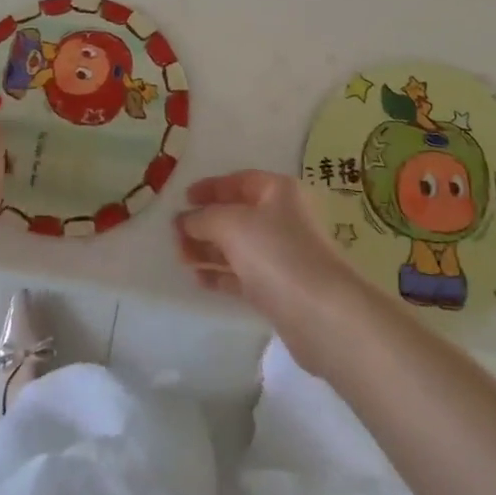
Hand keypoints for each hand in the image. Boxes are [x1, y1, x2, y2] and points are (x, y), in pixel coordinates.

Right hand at [175, 170, 365, 369]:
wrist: (320, 313)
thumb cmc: (276, 253)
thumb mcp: (232, 224)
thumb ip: (204, 218)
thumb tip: (185, 220)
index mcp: (279, 191)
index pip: (240, 181)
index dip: (210, 187)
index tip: (183, 198)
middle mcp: (283, 218)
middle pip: (237, 215)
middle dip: (205, 223)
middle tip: (175, 235)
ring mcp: (282, 255)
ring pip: (238, 246)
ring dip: (208, 250)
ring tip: (180, 258)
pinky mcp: (279, 288)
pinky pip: (243, 275)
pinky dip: (221, 275)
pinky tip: (198, 280)